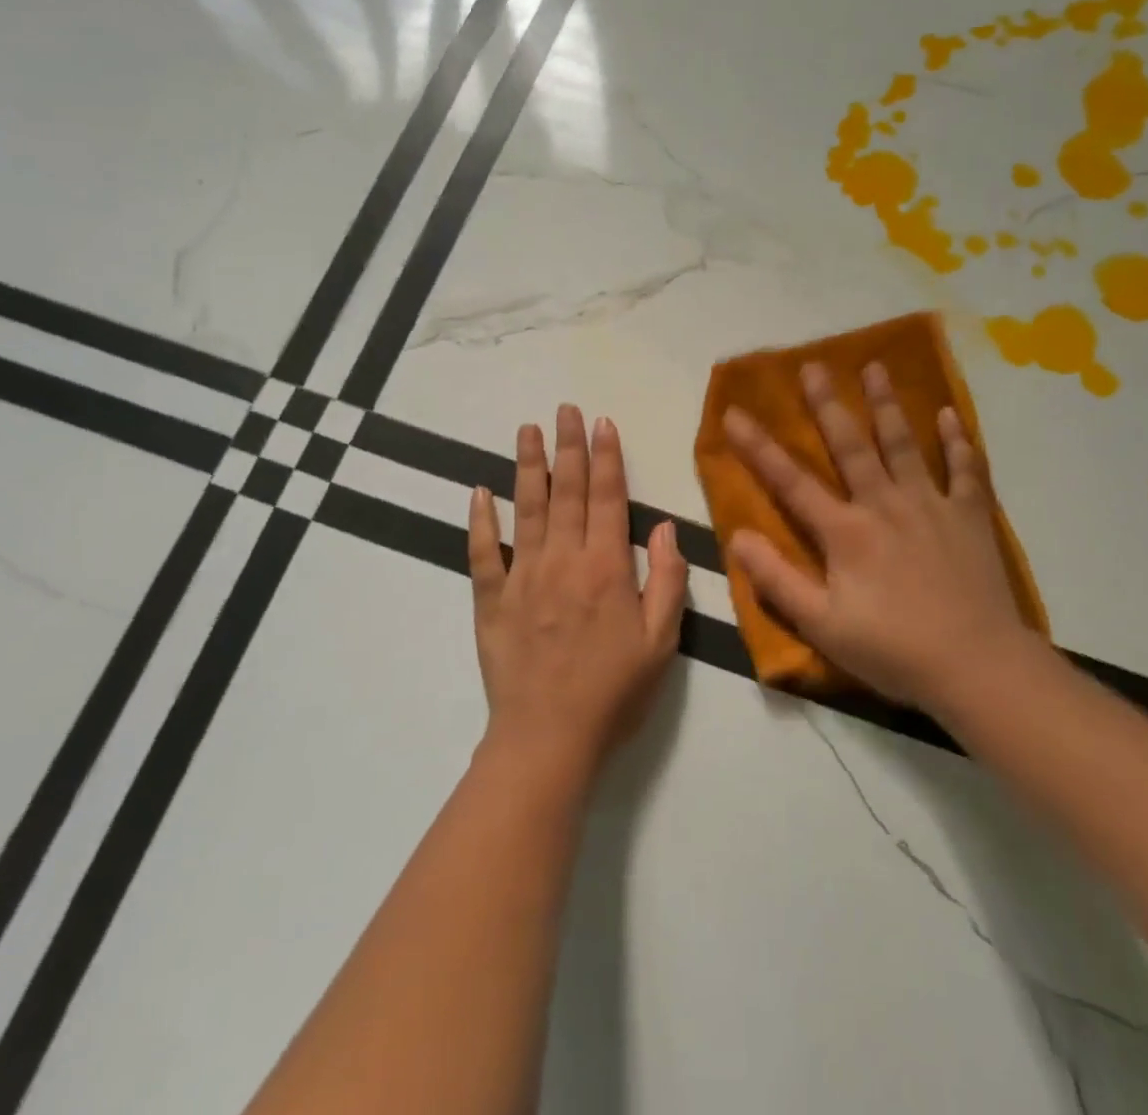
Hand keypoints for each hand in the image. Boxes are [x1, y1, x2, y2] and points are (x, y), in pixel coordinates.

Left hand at [468, 405, 687, 778]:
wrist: (548, 738)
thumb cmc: (613, 692)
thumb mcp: (661, 643)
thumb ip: (668, 582)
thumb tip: (666, 529)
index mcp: (607, 567)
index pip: (608, 498)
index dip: (607, 458)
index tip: (602, 423)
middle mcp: (564, 560)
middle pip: (567, 491)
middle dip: (569, 446)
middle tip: (565, 409)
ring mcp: (523, 576)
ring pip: (526, 509)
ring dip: (528, 466)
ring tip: (527, 429)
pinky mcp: (492, 599)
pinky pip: (483, 552)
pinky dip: (480, 520)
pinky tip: (479, 492)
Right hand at [722, 361, 1039, 710]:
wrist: (977, 667)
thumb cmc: (893, 650)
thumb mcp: (822, 626)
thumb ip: (777, 581)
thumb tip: (737, 537)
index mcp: (846, 532)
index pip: (791, 482)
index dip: (759, 447)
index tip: (735, 412)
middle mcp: (885, 505)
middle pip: (851, 445)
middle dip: (828, 404)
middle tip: (813, 365)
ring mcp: (931, 506)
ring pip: (904, 444)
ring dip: (887, 405)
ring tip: (875, 367)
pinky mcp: (970, 517)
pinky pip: (965, 470)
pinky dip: (957, 441)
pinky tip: (949, 414)